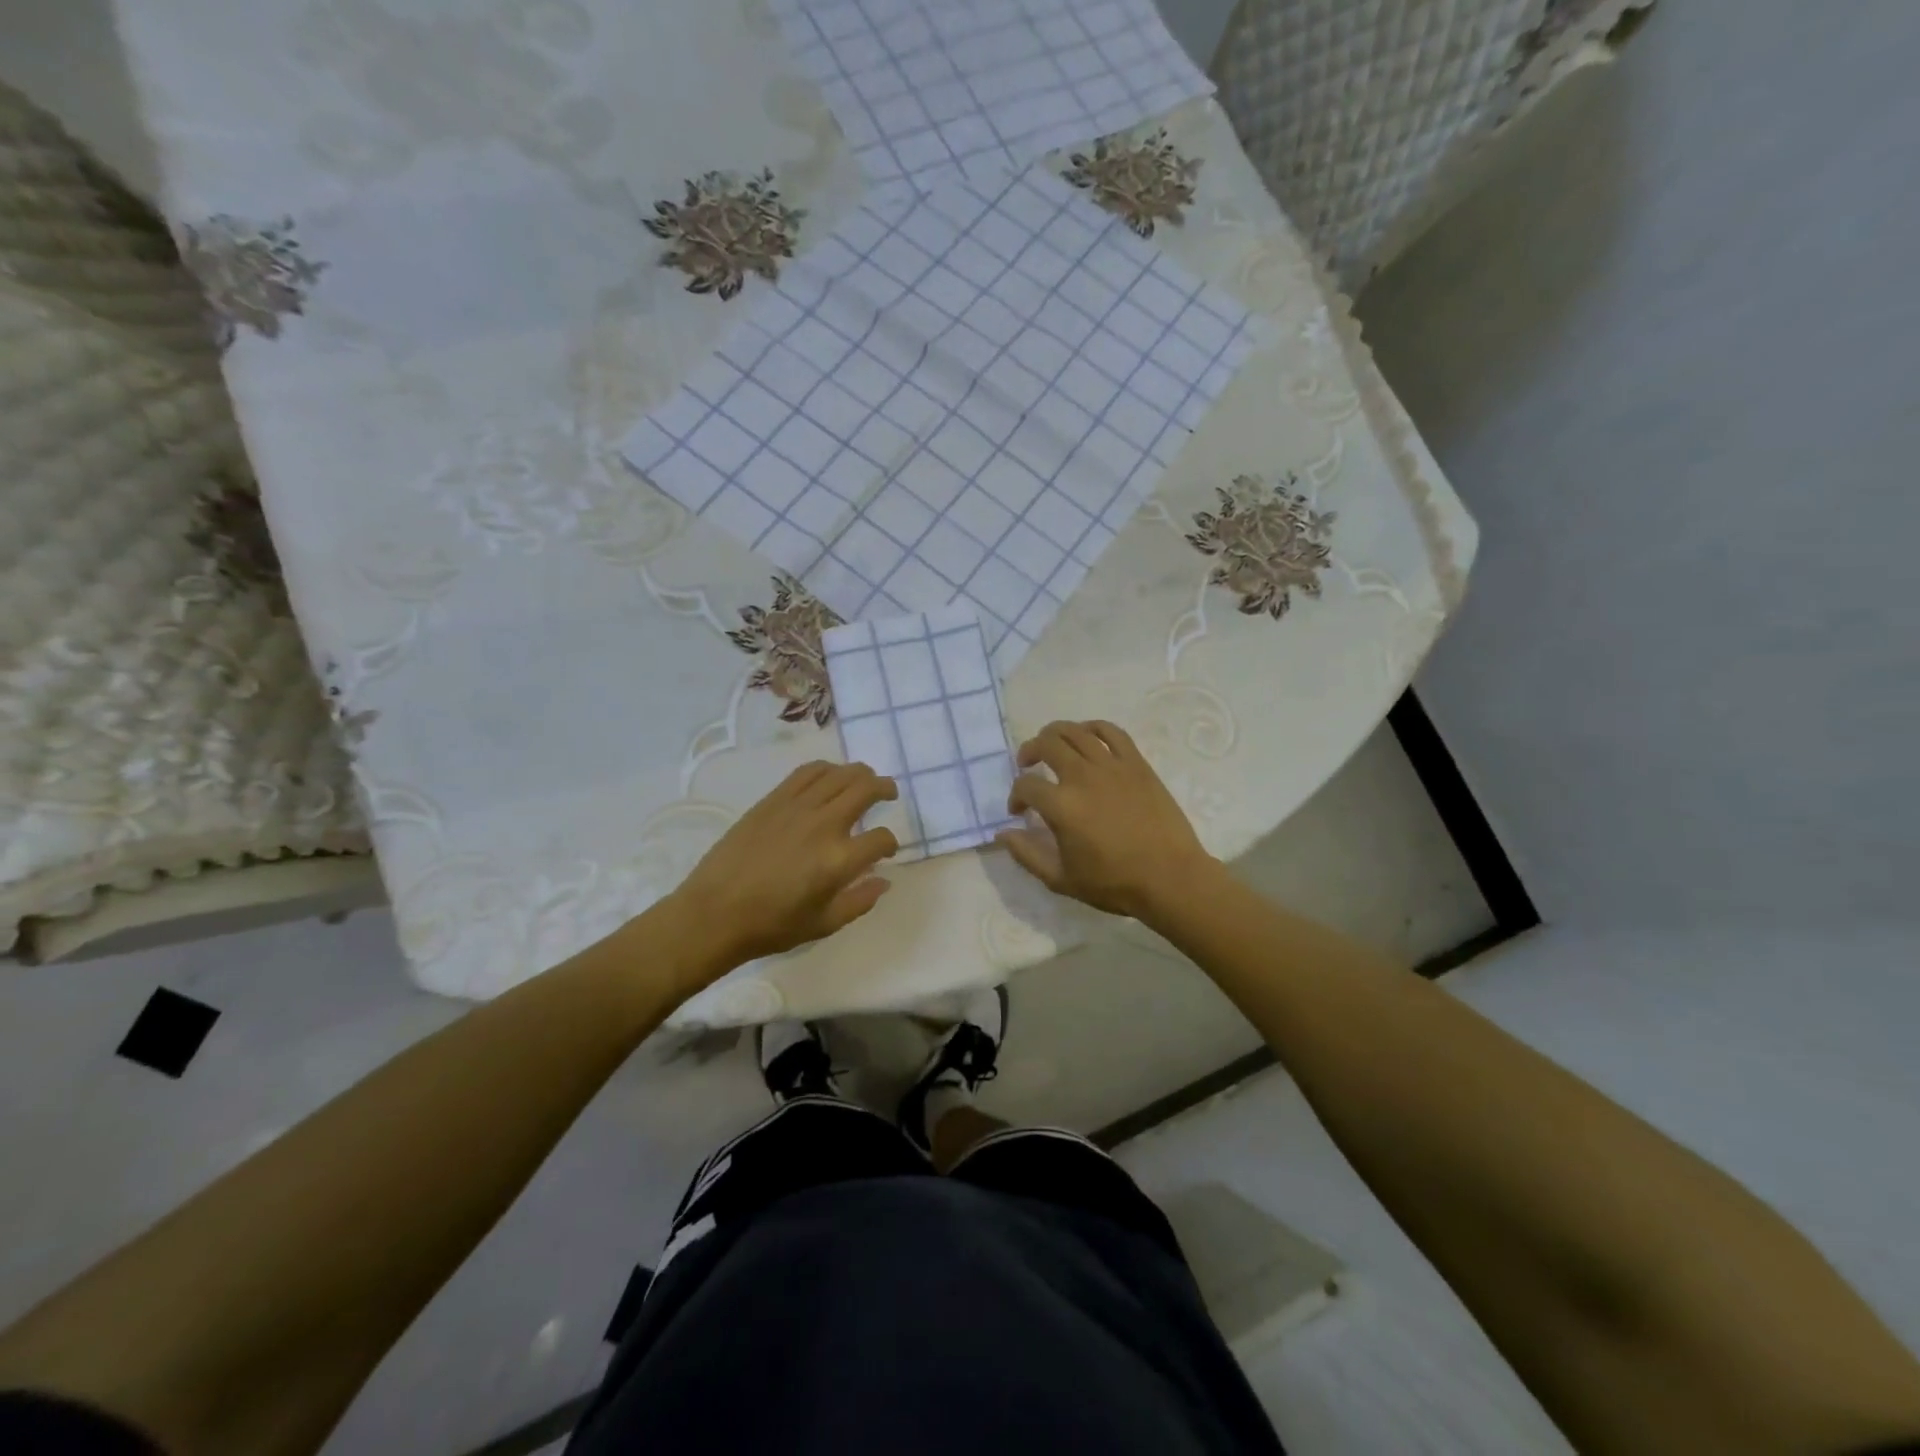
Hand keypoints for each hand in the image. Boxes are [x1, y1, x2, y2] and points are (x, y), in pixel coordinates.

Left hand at [672, 761, 899, 967]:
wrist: (715, 913)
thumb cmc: (771, 925)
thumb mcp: (824, 925)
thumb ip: (860, 901)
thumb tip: (884, 880)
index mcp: (839, 860)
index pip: (881, 839)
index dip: (889, 844)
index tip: (885, 850)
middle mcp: (823, 824)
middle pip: (866, 789)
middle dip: (885, 789)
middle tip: (889, 793)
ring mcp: (797, 807)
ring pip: (840, 774)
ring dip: (860, 774)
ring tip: (865, 780)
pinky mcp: (774, 800)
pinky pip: (808, 772)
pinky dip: (827, 769)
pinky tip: (831, 776)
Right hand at [999, 720, 1216, 918]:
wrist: (1170, 877)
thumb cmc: (1114, 883)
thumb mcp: (1061, 879)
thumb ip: (1027, 854)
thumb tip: (1002, 834)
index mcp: (1061, 806)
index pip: (1025, 785)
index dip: (1015, 796)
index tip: (1019, 811)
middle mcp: (1083, 777)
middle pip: (1046, 744)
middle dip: (1029, 751)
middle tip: (1027, 764)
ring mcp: (1112, 766)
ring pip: (1076, 731)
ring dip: (1056, 734)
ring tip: (1051, 745)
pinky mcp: (1136, 763)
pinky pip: (1111, 732)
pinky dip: (1093, 728)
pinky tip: (1086, 737)